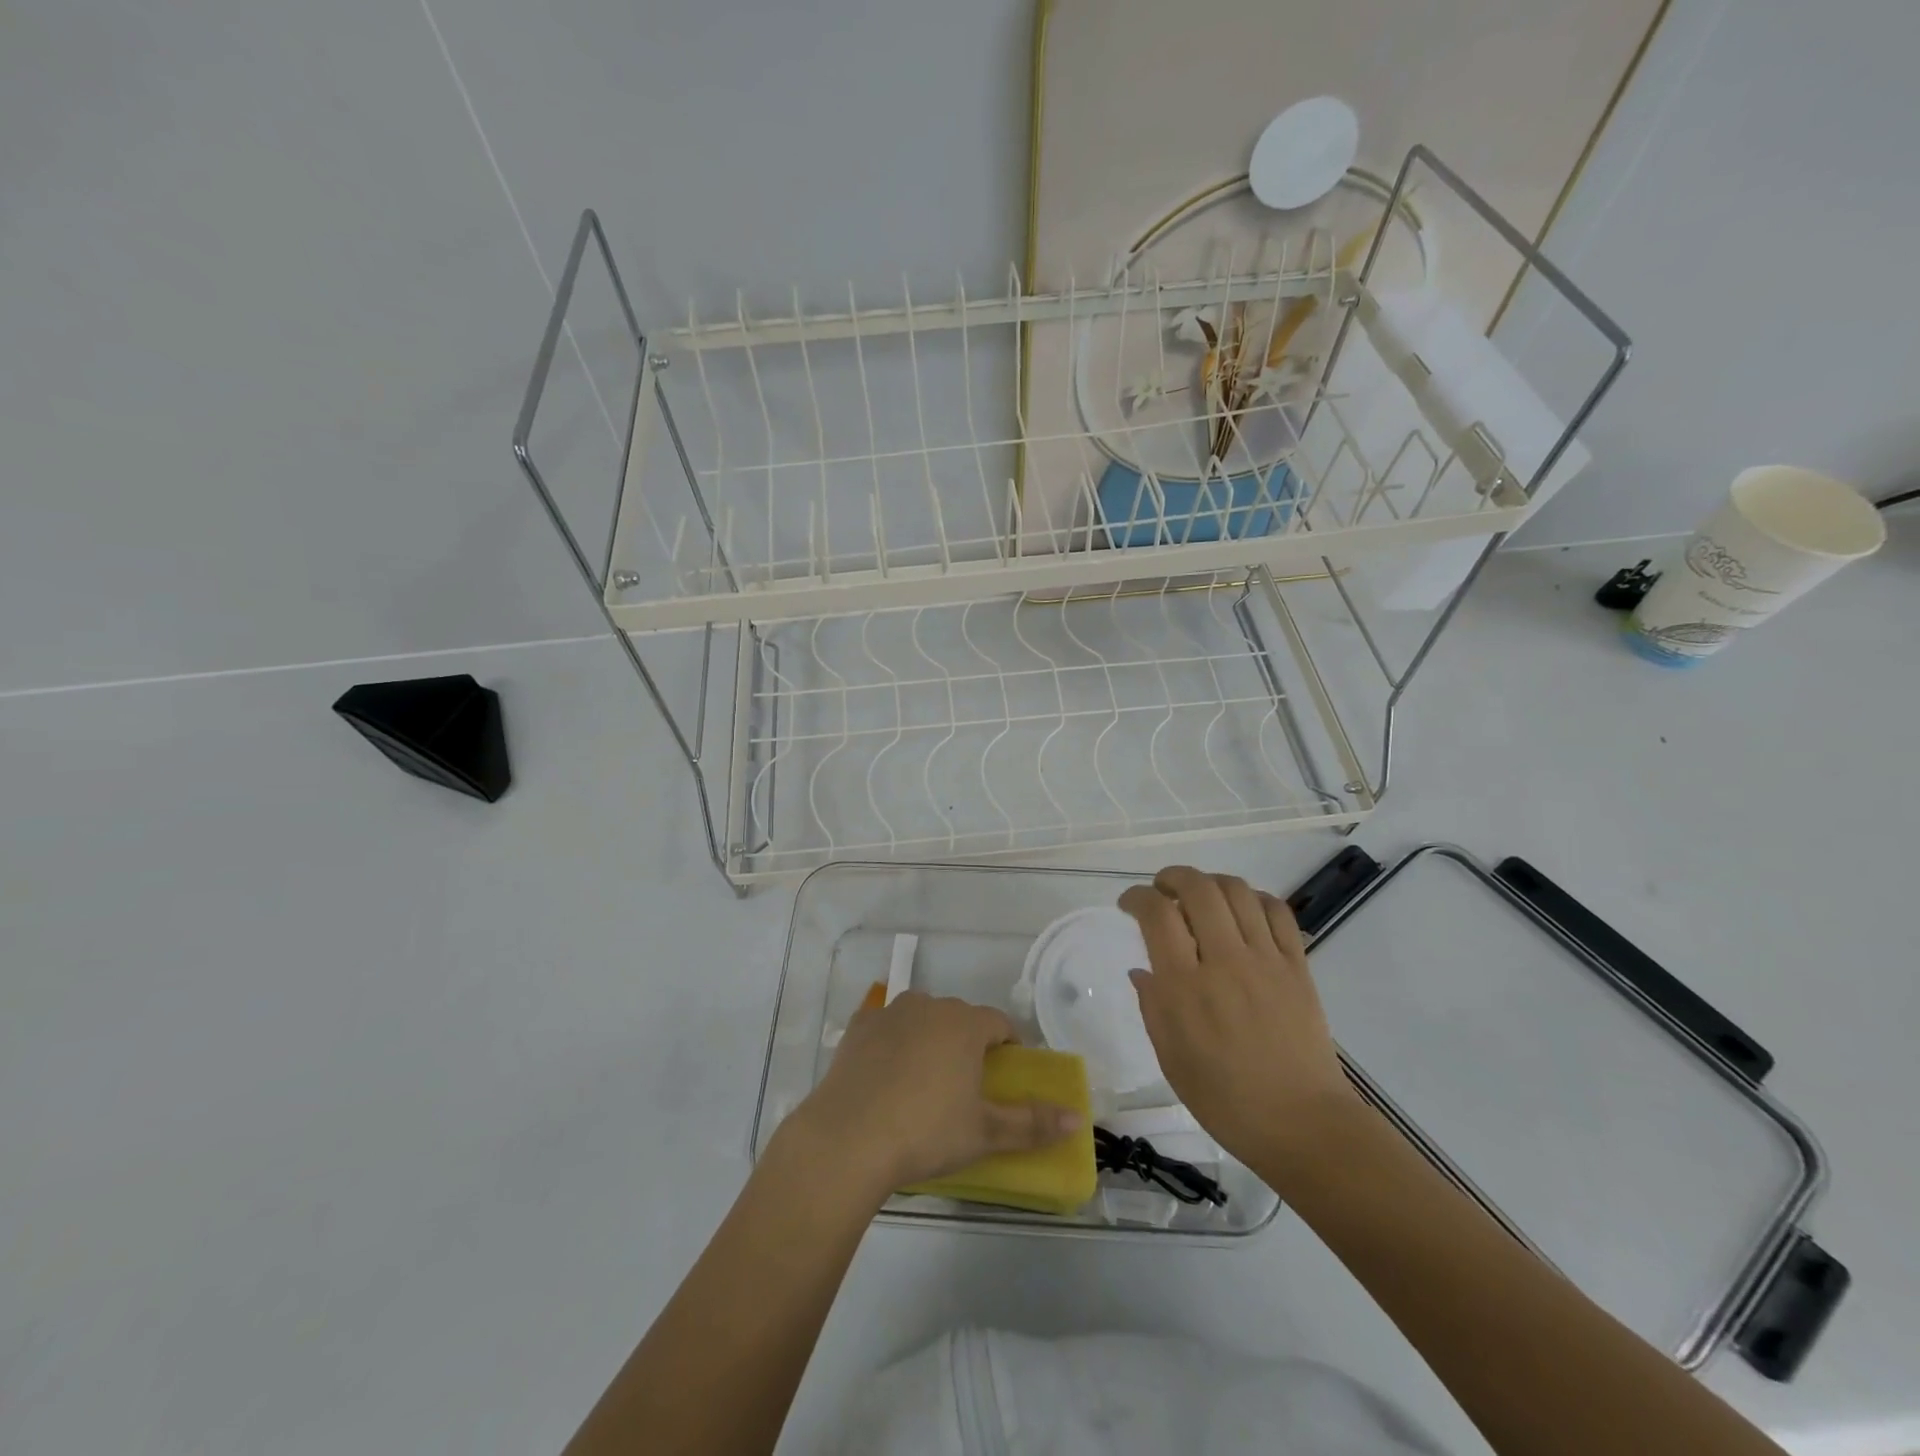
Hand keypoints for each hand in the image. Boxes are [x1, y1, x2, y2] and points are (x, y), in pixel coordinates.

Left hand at [782, 992, 1081, 1199]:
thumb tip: (1076, 1119)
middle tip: (967, 1084)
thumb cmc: (926, 1132)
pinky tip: (886, 1071)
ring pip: (922, 1016)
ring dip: (930, 1036)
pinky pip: (885, 1025)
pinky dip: (891, 1040)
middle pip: (960, 1016)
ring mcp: (889, 1012)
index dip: (1008, 1044)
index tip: (1006, 1073)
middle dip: (969, 1041)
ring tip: (925, 1078)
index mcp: (965, 1024)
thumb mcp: (985, 1133)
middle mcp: (929, 1006)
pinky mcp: (858, 1026)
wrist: (848, 1138)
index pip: (999, 1022)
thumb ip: (1032, 1123)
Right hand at [1121, 866, 1360, 1180]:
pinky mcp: (1297, 966)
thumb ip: (1153, 1007)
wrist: (1302, 1124)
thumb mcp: (1171, 1059)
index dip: (1136, 897)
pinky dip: (1255, 898)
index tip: (1128, 904)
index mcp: (1186, 988)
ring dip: (1211, 882)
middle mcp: (1224, 962)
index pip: (1157, 914)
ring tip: (1199, 895)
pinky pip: (1277, 911)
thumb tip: (1142, 969)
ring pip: (1237, 891)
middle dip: (1172, 877)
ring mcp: (1266, 960)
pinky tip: (1242, 910)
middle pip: (1197, 889)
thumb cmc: (1225, 1100)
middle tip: (1161, 889)